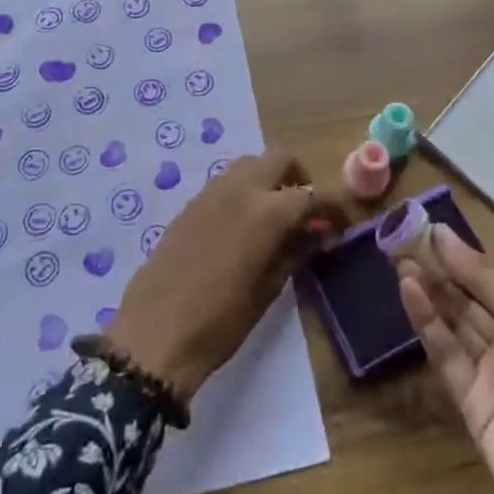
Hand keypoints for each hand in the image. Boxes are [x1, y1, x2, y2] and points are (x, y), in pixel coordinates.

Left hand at [107, 155, 345, 401]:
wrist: (153, 334)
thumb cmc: (219, 322)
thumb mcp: (267, 291)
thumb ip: (295, 252)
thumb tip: (317, 232)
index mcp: (266, 211)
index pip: (312, 193)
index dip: (332, 206)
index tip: (340, 224)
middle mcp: (240, 188)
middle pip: (280, 158)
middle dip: (300, 177)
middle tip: (307, 212)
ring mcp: (211, 191)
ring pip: (251, 163)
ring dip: (270, 179)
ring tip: (276, 217)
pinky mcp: (191, 203)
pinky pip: (227, 180)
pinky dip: (245, 190)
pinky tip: (244, 225)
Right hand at [398, 225, 493, 493]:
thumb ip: (485, 281)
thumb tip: (443, 235)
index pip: (491, 281)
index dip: (461, 257)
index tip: (427, 228)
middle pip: (468, 301)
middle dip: (438, 271)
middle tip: (403, 240)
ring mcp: (490, 376)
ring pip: (453, 324)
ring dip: (428, 293)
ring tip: (399, 261)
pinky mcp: (468, 404)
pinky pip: (445, 356)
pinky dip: (427, 324)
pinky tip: (410, 293)